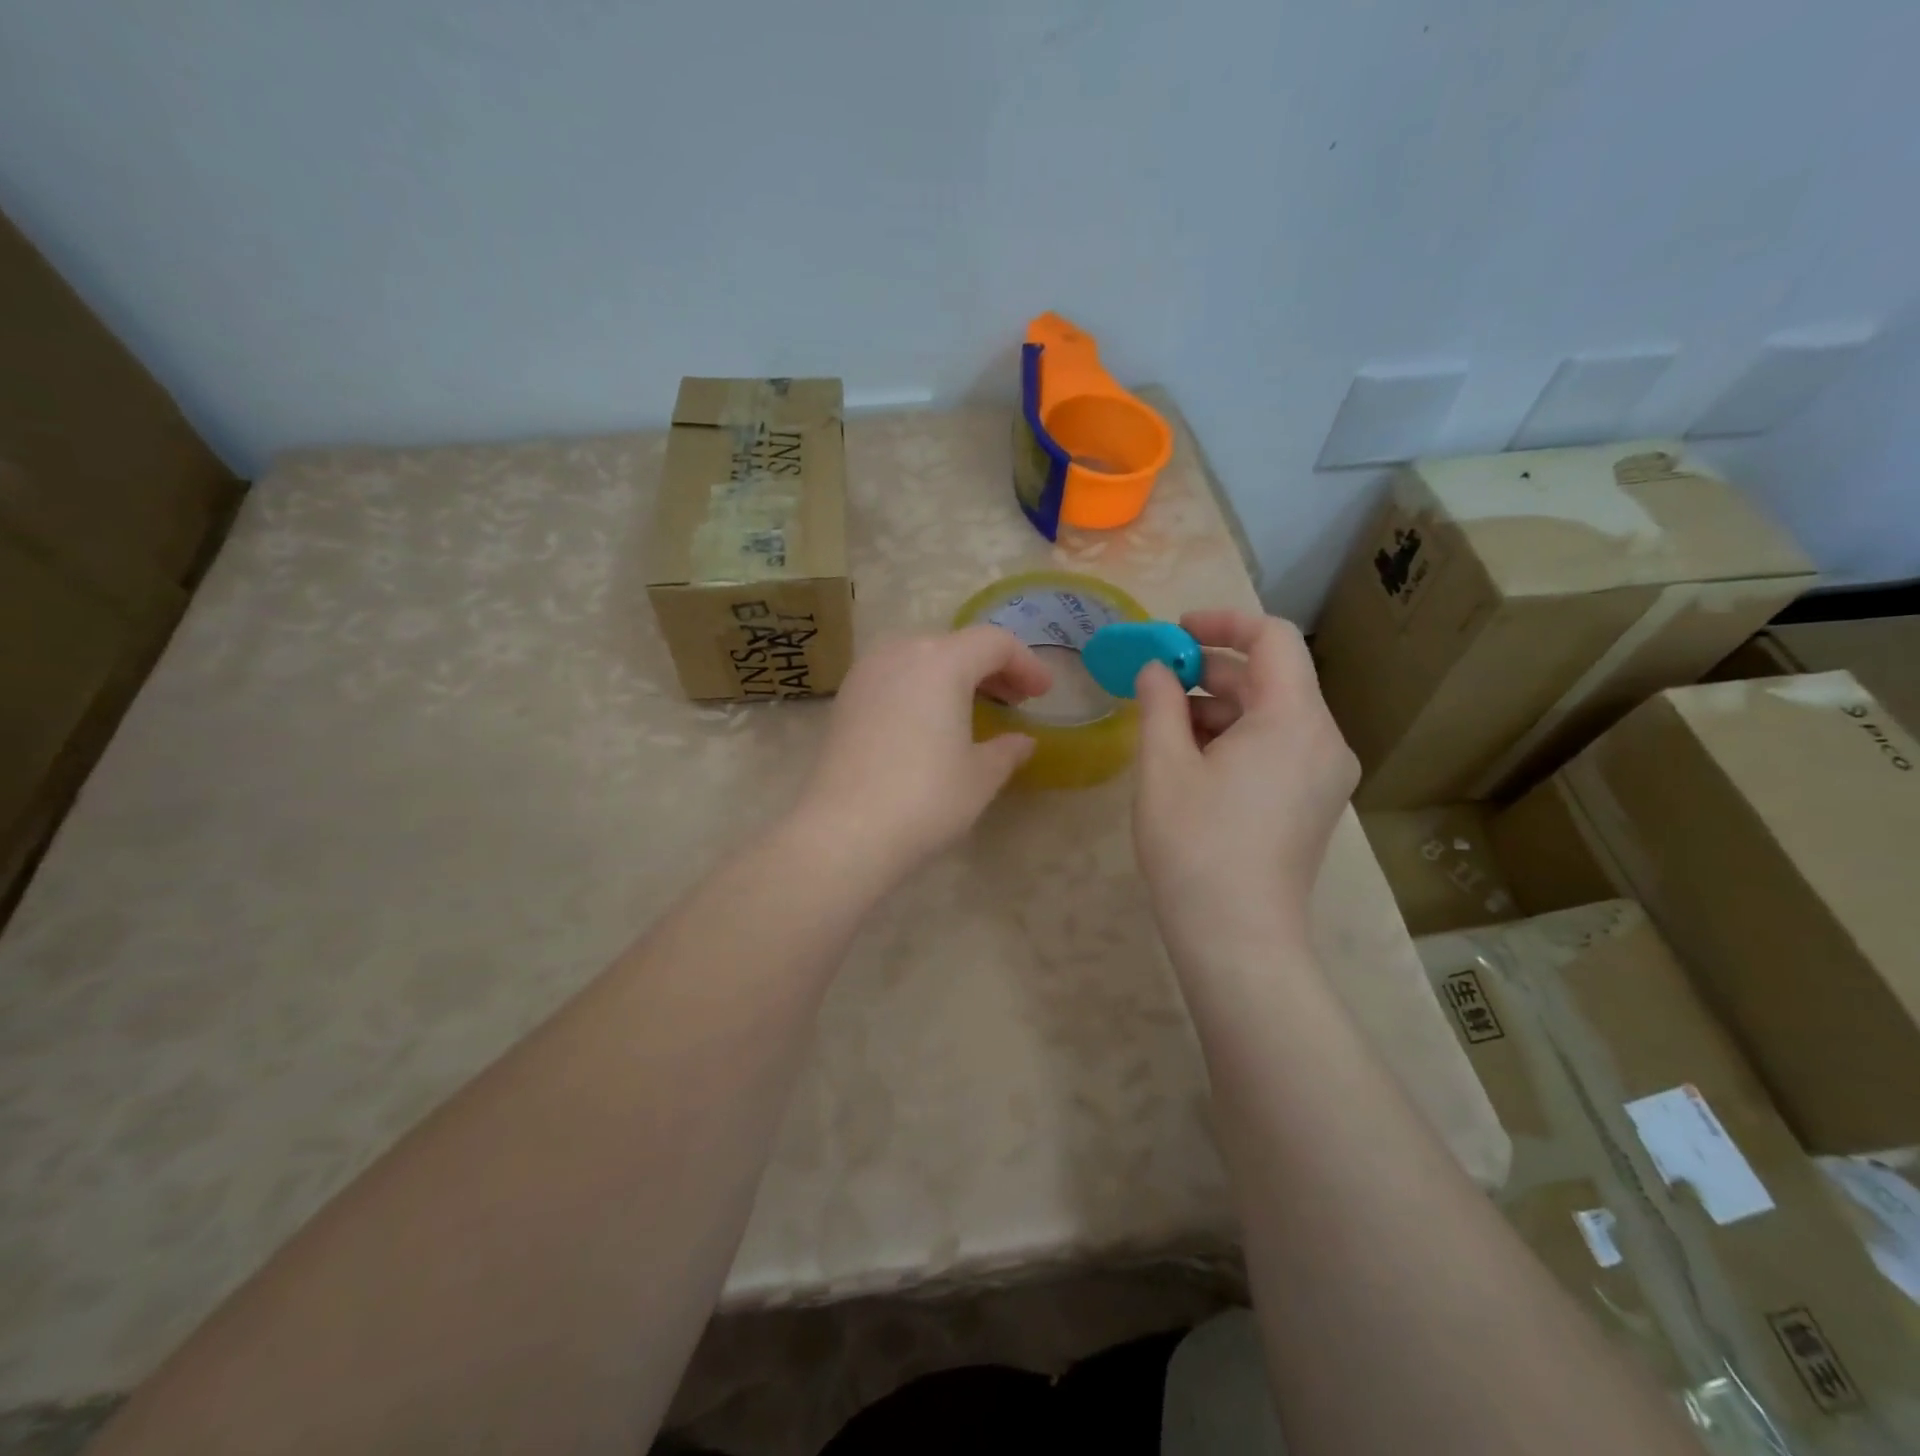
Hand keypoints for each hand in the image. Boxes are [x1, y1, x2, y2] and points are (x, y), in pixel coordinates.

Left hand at [793, 626, 1051, 874]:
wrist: (845, 830)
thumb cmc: (925, 798)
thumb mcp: (980, 776)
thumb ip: (1007, 750)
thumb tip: (1022, 741)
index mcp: (941, 661)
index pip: (994, 643)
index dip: (1026, 664)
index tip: (1043, 694)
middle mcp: (900, 653)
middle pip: (956, 644)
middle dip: (990, 668)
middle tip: (1014, 700)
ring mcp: (866, 673)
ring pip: (921, 657)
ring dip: (953, 675)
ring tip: (973, 709)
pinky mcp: (845, 699)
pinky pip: (894, 676)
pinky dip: (921, 687)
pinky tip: (930, 722)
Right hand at [1132, 610, 1358, 960]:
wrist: (1238, 936)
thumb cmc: (1195, 845)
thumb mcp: (1164, 766)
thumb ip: (1158, 703)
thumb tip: (1155, 669)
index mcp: (1293, 719)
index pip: (1271, 638)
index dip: (1222, 623)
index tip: (1175, 633)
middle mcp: (1324, 738)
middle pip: (1271, 677)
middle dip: (1210, 670)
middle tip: (1156, 681)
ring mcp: (1324, 774)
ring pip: (1272, 714)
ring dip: (1218, 707)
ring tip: (1164, 728)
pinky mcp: (1314, 801)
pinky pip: (1278, 746)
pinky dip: (1237, 738)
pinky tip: (1192, 760)